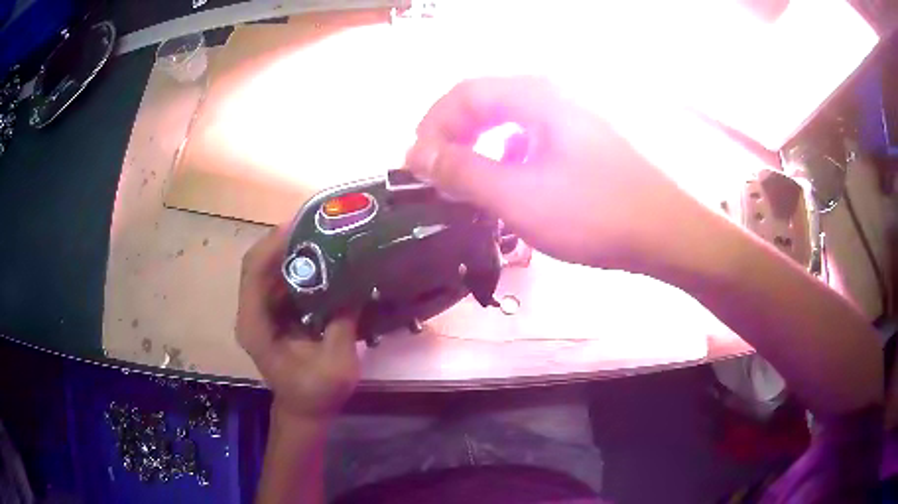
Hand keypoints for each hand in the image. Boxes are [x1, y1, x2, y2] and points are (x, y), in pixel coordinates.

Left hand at [237, 226, 359, 420]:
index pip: (254, 272)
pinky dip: (296, 265)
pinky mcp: (273, 313)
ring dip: (290, 249)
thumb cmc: (317, 394)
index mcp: (256, 326)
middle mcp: (251, 314)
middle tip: (316, 223)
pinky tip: (320, 258)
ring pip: (267, 268)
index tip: (301, 225)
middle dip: (283, 240)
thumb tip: (357, 284)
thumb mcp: (337, 364)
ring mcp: (260, 312)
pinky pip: (280, 280)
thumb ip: (343, 325)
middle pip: (257, 263)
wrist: (305, 411)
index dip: (273, 245)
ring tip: (320, 233)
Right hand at [406, 76, 707, 270]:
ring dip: (480, 148)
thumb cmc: (594, 213)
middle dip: (454, 137)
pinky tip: (512, 184)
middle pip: (485, 103)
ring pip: (509, 121)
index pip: (463, 94)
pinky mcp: (584, 138)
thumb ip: (462, 171)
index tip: (417, 166)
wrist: (666, 232)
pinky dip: (509, 156)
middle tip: (438, 177)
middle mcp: (553, 94)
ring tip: (470, 184)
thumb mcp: (518, 196)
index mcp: (535, 95)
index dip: (431, 126)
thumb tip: (417, 155)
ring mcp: (573, 115)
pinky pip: (533, 137)